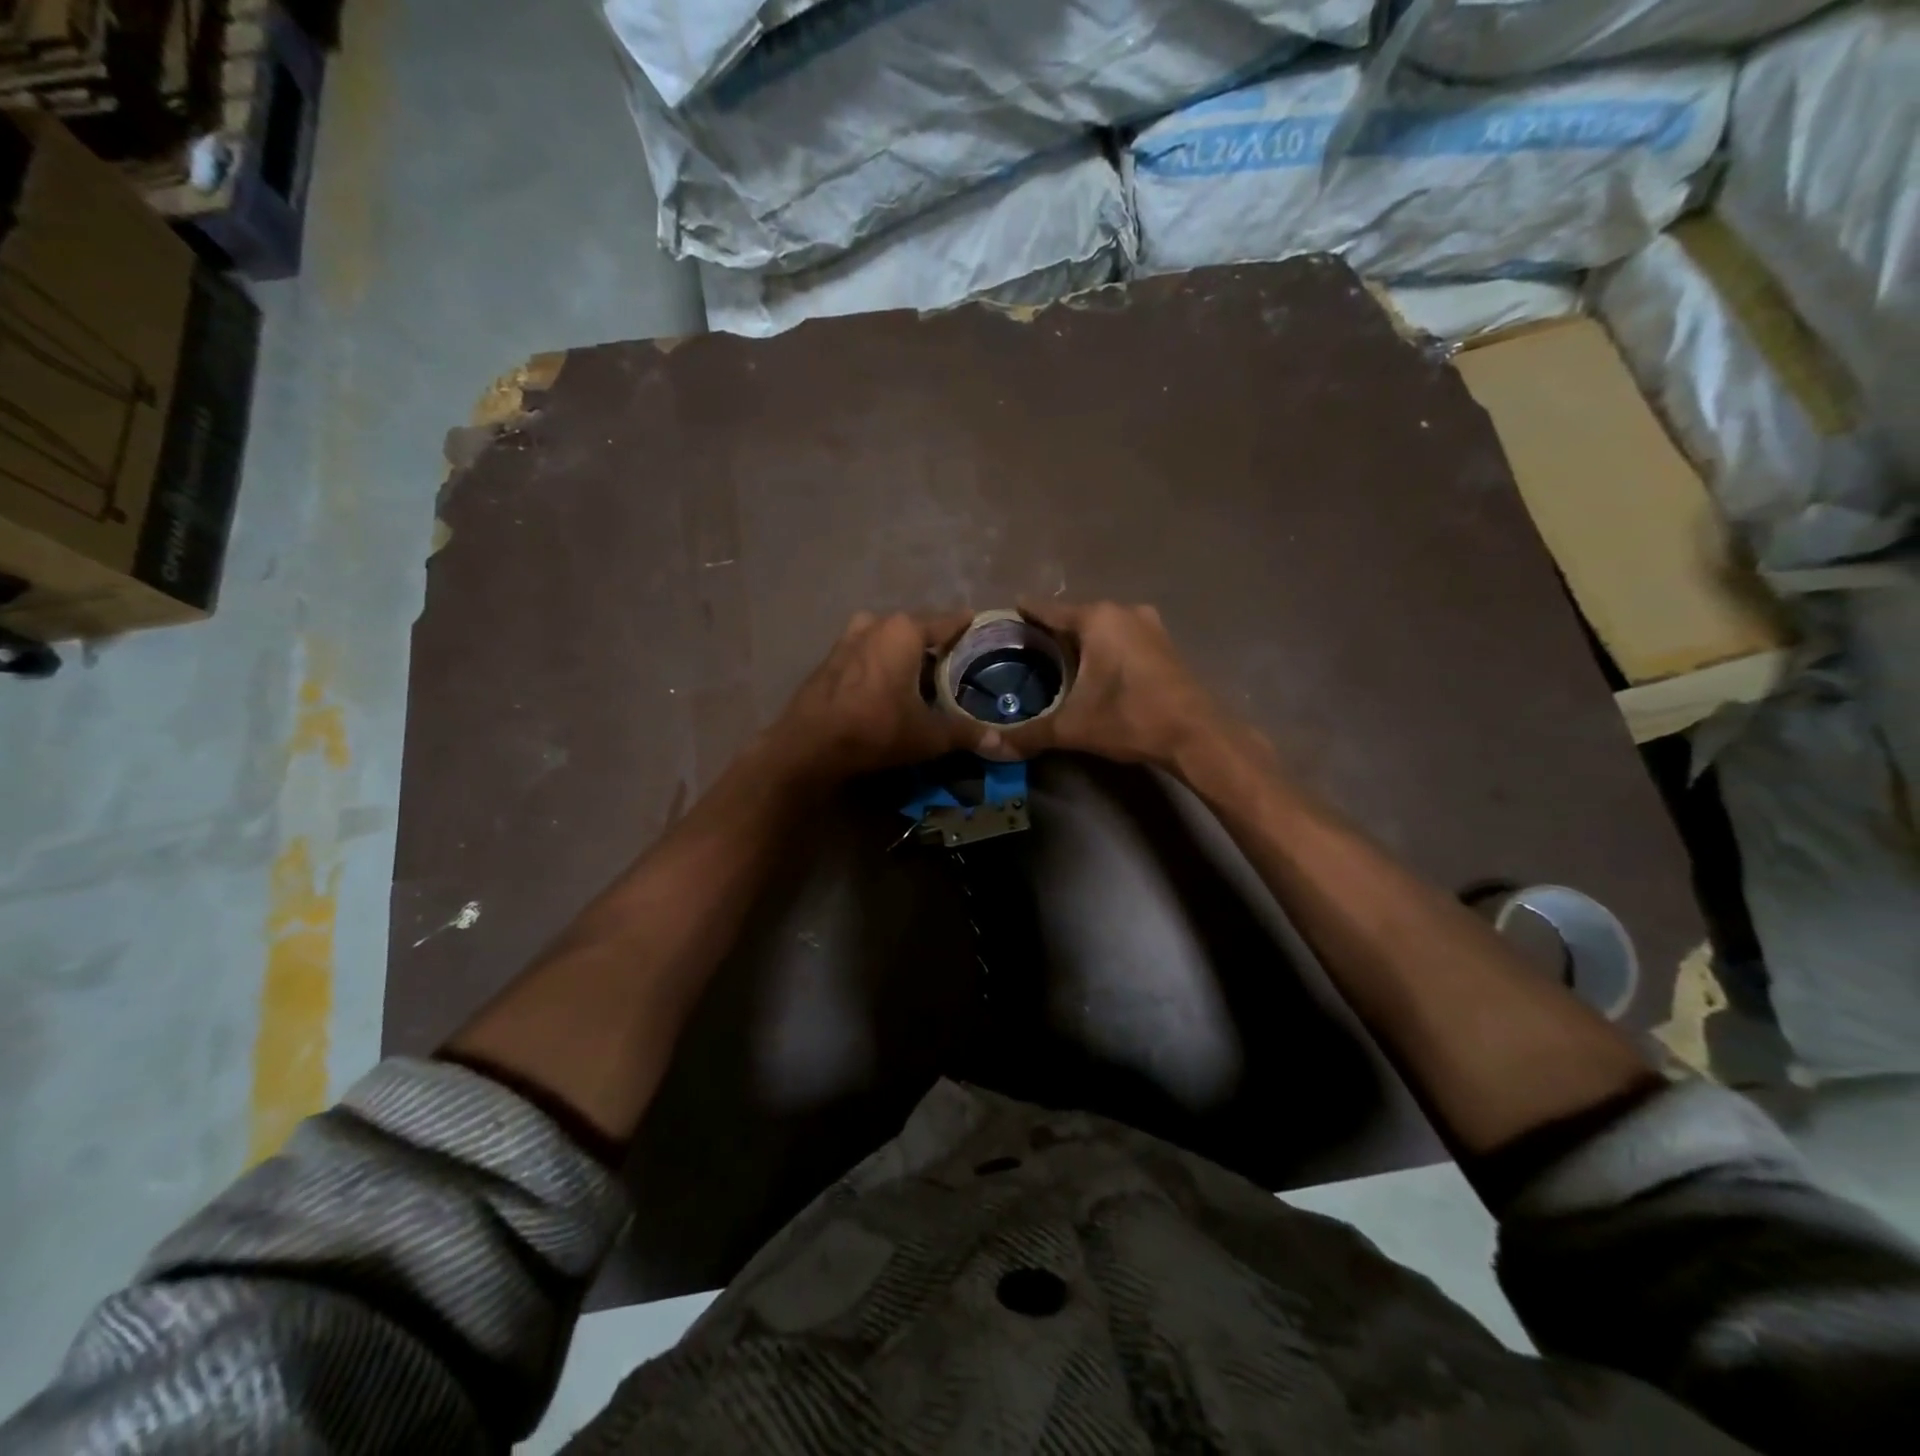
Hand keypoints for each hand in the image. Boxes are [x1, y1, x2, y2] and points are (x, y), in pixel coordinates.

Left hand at [771, 610, 976, 782]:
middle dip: (934, 643)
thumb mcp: (928, 735)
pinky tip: (888, 685)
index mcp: (904, 631)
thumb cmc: (876, 728)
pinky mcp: (829, 659)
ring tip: (922, 674)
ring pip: (887, 639)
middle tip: (956, 660)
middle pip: (915, 629)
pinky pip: (866, 653)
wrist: (809, 745)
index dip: (966, 625)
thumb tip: (1001, 743)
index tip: (980, 624)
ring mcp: (847, 638)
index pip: (947, 622)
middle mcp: (876, 624)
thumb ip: (966, 734)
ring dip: (904, 653)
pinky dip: (881, 663)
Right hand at [981, 601, 1233, 770]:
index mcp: (1097, 620)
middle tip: (1023, 649)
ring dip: (1080, 641)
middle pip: (1075, 617)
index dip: (1023, 616)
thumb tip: (990, 747)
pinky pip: (1122, 638)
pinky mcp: (1164, 644)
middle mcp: (1123, 612)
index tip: (1002, 620)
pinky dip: (1104, 648)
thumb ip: (1029, 734)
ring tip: (1053, 660)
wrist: (1196, 734)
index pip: (1047, 610)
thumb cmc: (1130, 718)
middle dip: (1051, 631)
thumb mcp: (1072, 727)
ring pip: (1102, 628)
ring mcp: (1149, 625)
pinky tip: (1093, 669)